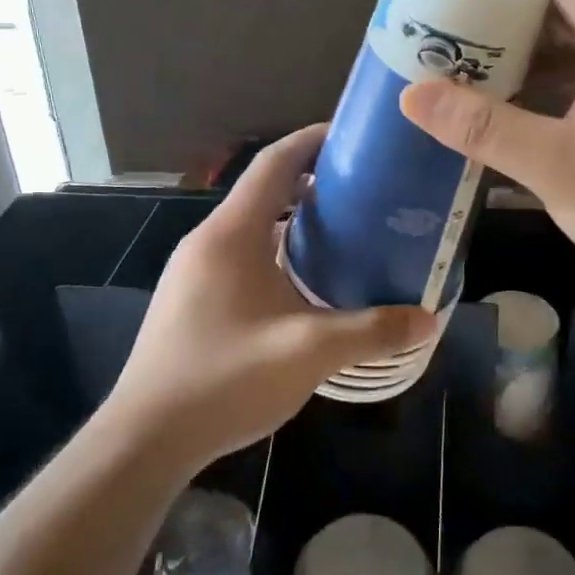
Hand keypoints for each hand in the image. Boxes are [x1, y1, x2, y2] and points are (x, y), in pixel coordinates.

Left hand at [99, 126, 435, 471]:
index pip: (275, 162)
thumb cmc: (225, 379)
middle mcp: (209, 240)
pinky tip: (306, 284)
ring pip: (253, 226)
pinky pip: (241, 255)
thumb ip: (372, 330)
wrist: (146, 438)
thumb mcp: (309, 352)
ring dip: (295, 220)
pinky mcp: (192, 299)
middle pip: (265, 190)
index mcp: (232, 233)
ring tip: (346, 233)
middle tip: (366, 191)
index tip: (355, 136)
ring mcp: (194, 270)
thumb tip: (428, 317)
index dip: (313, 140)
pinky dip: (277, 250)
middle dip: (314, 182)